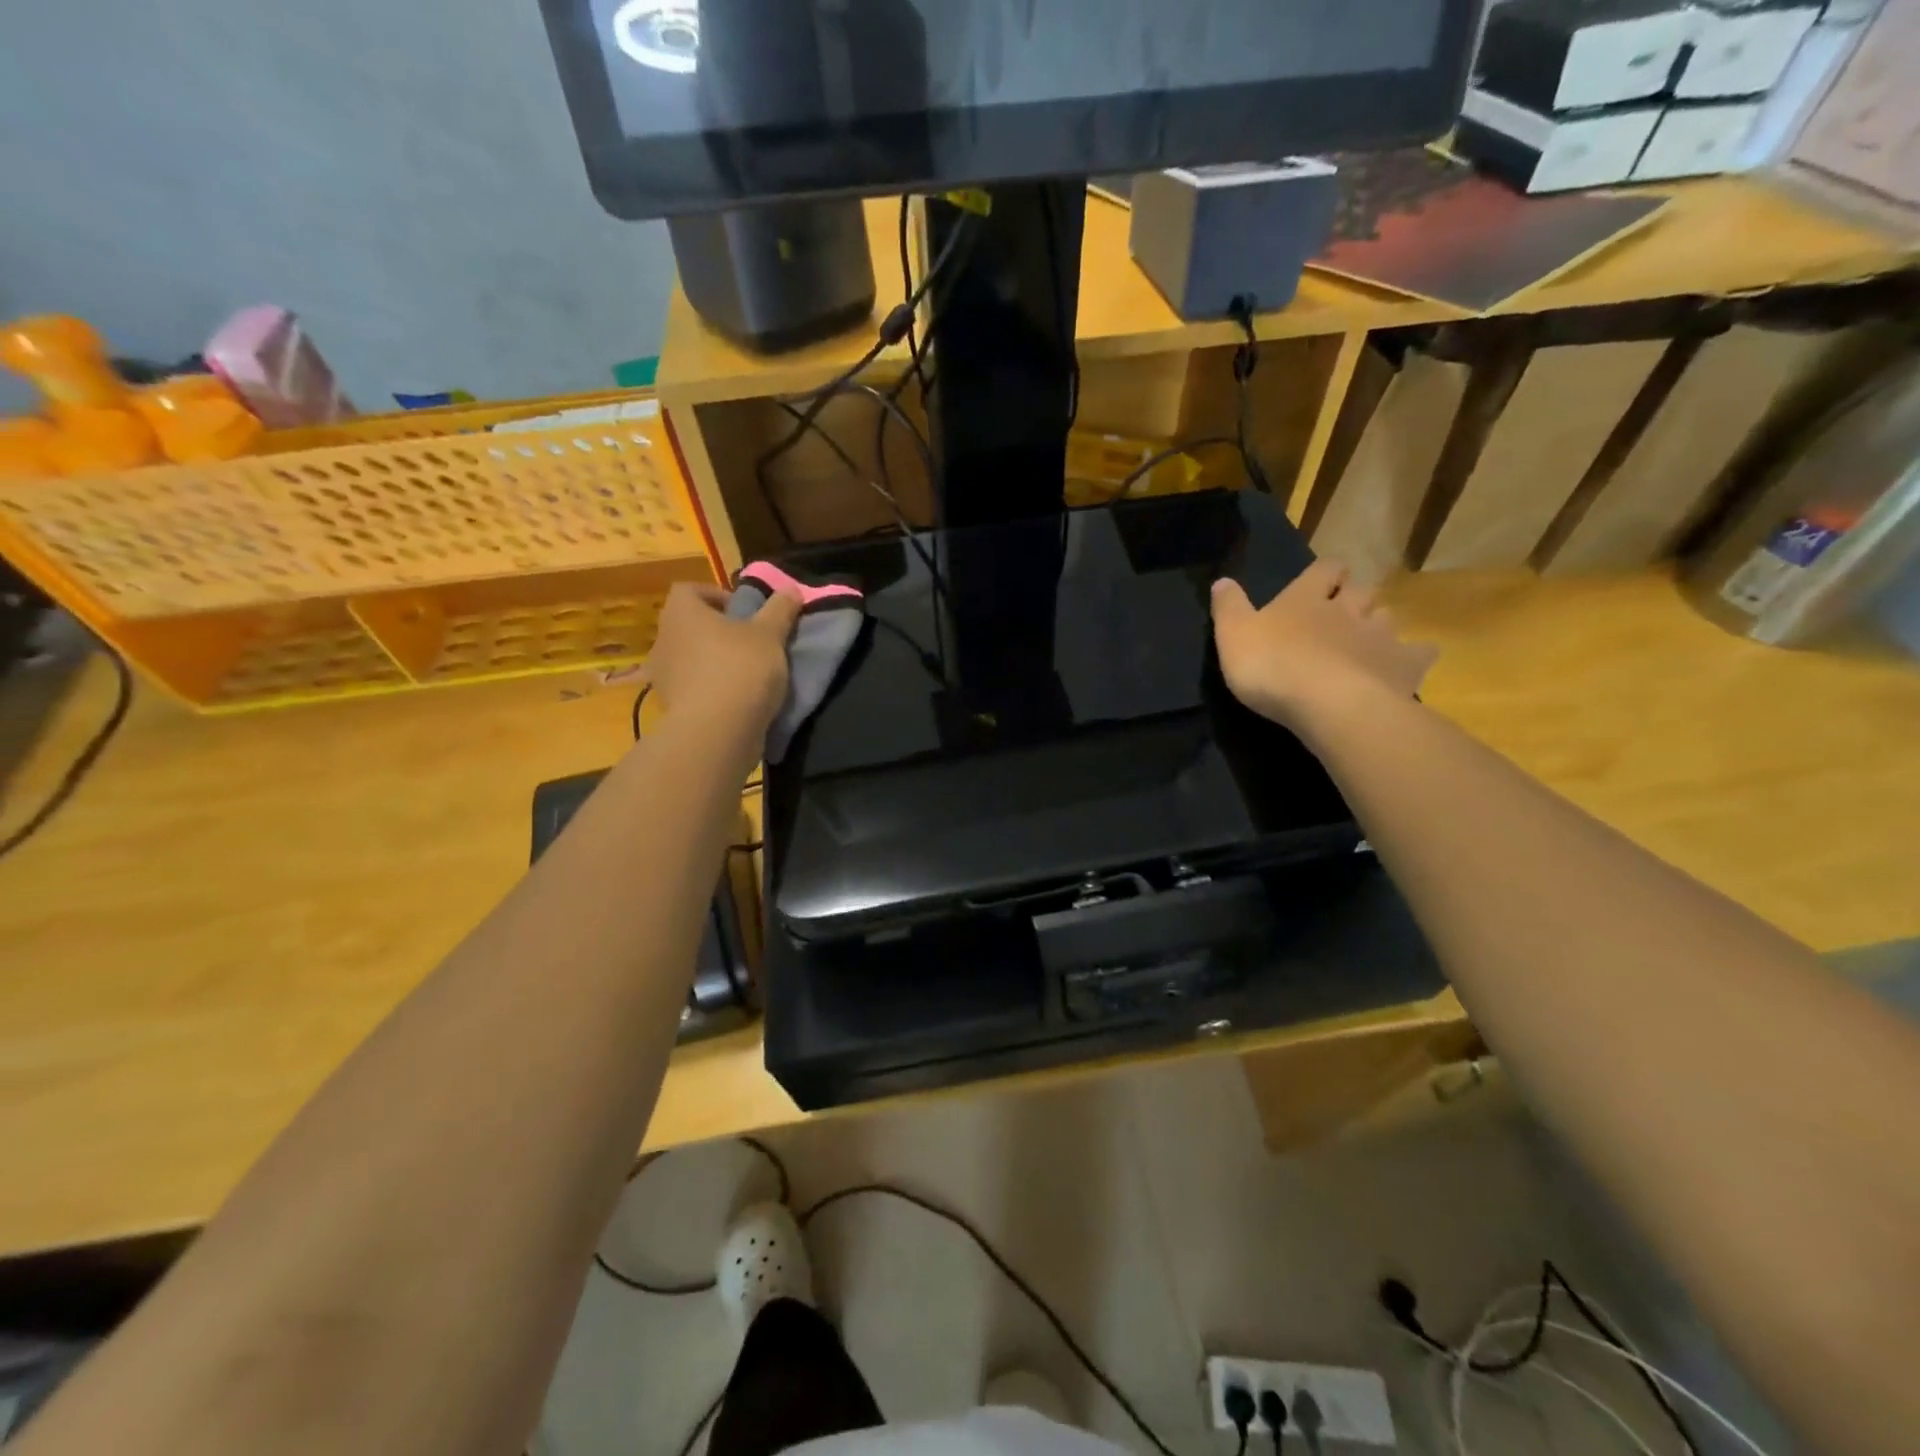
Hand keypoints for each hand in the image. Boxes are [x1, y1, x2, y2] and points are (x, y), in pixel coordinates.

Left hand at [644, 581, 801, 734]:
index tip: (744, 611)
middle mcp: (664, 639)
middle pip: (689, 625)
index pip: (689, 590)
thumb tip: (791, 588)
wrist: (717, 732)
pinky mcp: (670, 707)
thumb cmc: (741, 669)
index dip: (716, 595)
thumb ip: (779, 609)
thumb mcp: (770, 635)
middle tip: (749, 641)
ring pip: (689, 657)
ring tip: (746, 672)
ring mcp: (662, 675)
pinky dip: (710, 688)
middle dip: (717, 630)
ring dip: (713, 660)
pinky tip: (736, 699)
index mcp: (682, 612)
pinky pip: (692, 687)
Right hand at [1210, 561, 1436, 732]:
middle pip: (1360, 589)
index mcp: (1305, 598)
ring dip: (1379, 622)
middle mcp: (1347, 608)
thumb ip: (1228, 606)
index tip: (1323, 579)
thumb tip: (1222, 580)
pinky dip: (1415, 655)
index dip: (1324, 572)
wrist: (1327, 703)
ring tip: (1369, 639)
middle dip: (1354, 595)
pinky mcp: (1402, 665)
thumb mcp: (1232, 635)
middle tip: (1344, 610)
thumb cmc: (1272, 666)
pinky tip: (1407, 664)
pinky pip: (1419, 653)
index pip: (1324, 568)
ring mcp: (1379, 635)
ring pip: (1387, 616)